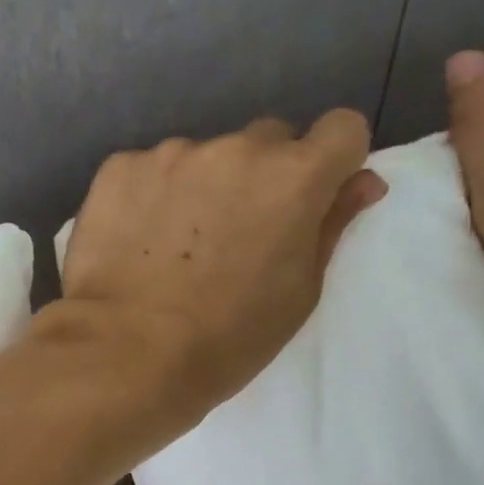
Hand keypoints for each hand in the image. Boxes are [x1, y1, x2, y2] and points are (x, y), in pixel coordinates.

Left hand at [55, 110, 386, 433]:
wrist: (127, 355)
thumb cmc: (228, 339)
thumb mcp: (299, 293)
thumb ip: (332, 226)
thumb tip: (363, 182)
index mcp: (294, 177)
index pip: (341, 129)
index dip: (333, 161)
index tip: (313, 198)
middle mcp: (236, 148)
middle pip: (269, 140)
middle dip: (266, 175)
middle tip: (240, 233)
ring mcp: (173, 153)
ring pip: (206, 157)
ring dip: (205, 185)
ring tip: (177, 247)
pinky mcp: (120, 168)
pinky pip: (151, 170)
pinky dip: (153, 196)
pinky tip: (138, 243)